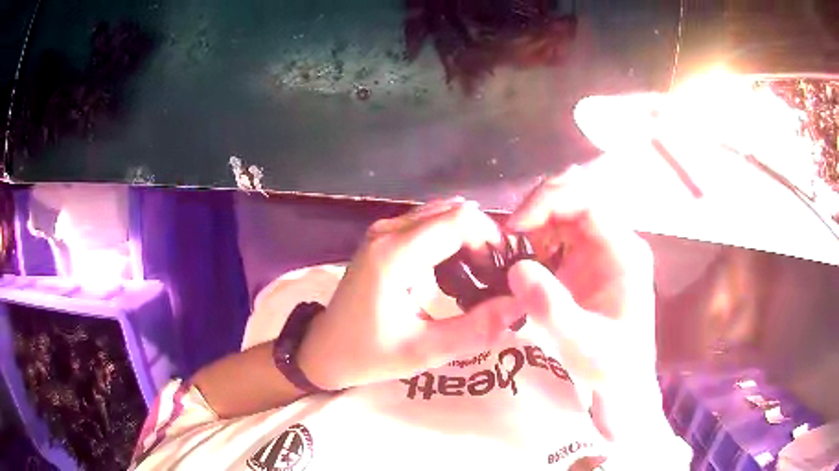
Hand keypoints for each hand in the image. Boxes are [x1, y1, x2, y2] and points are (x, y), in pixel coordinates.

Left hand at [297, 199, 524, 390]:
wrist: (324, 349)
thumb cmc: (368, 354)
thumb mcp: (423, 351)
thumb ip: (476, 329)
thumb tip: (520, 303)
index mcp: (394, 254)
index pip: (459, 220)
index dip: (490, 240)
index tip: (503, 274)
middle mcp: (388, 231)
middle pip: (454, 212)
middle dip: (483, 240)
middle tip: (495, 279)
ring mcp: (383, 230)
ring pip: (443, 215)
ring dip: (468, 239)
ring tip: (480, 277)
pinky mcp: (384, 238)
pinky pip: (428, 224)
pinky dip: (451, 240)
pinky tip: (457, 271)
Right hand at [505, 167, 657, 387]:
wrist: (622, 379)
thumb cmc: (609, 364)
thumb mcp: (581, 345)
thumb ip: (552, 309)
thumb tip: (517, 268)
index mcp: (624, 251)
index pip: (587, 200)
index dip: (548, 201)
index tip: (514, 226)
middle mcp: (616, 240)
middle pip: (576, 194)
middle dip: (538, 205)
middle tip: (509, 235)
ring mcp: (602, 247)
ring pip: (566, 207)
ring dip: (536, 219)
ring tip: (513, 248)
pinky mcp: (589, 258)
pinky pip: (560, 229)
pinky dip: (537, 234)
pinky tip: (525, 259)